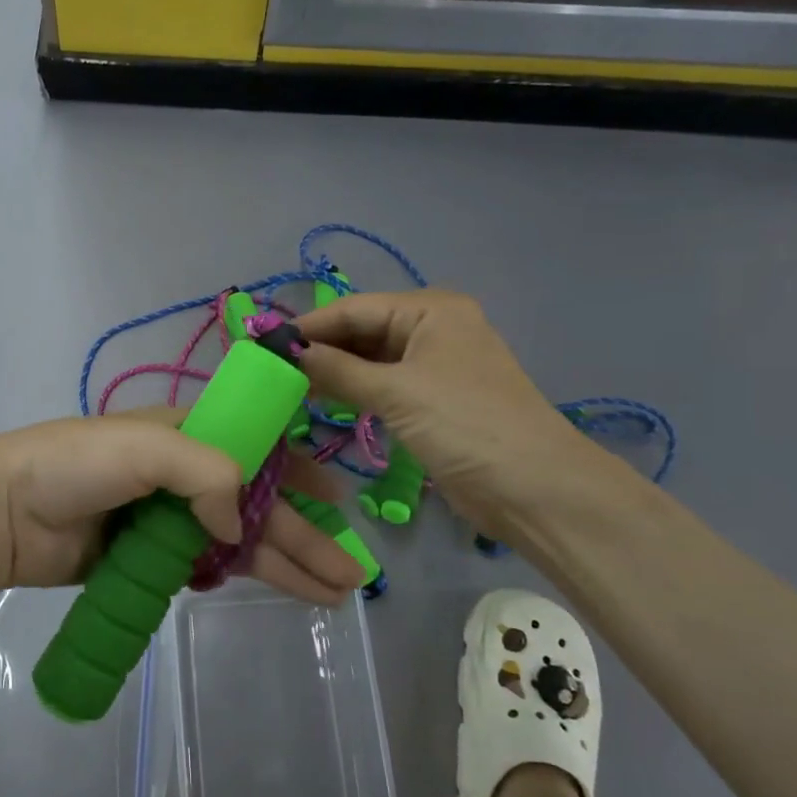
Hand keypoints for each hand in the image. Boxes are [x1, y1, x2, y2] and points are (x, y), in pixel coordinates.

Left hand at [0, 412, 365, 604]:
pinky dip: (240, 577)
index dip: (299, 473)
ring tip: (331, 595)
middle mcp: (182, 475)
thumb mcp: (149, 447)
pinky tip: (273, 590)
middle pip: (257, 506)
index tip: (338, 498)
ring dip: (284, 564)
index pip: (258, 450)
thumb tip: (238, 525)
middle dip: (305, 536)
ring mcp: (166, 520)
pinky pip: (206, 568)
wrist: (4, 511)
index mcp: (186, 436)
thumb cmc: (76, 465)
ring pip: (238, 542)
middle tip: (351, 573)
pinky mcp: (148, 559)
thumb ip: (208, 474)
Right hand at [298, 289, 601, 525]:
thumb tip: (287, 353)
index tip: (263, 345)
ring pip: (369, 360)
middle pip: (361, 332)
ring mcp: (433, 366)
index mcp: (430, 310)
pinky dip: (353, 391)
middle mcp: (431, 329)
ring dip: (333, 372)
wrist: (533, 488)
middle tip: (270, 370)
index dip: (308, 327)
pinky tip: (321, 401)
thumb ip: (337, 370)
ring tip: (287, 387)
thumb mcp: (396, 392)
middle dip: (320, 349)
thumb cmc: (464, 425)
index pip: (353, 309)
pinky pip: (382, 386)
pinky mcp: (432, 400)